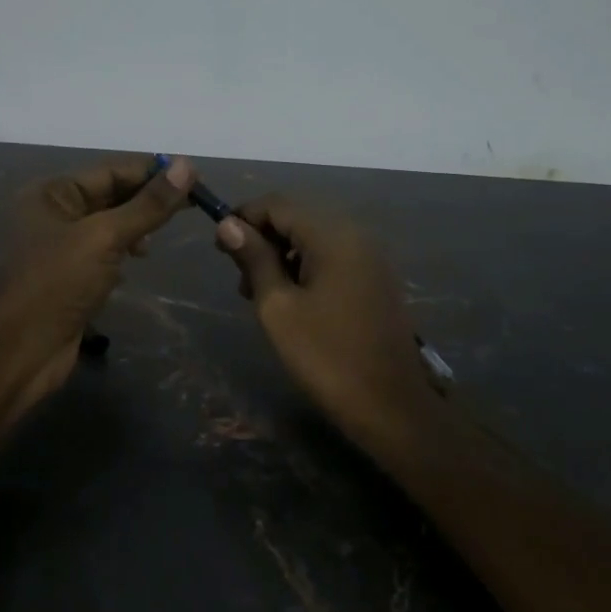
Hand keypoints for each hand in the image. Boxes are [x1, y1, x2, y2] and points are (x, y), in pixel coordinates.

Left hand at [0, 154, 195, 421]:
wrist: (23, 350)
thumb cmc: (58, 283)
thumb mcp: (105, 237)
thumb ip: (148, 204)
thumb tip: (187, 165)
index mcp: (51, 192)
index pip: (111, 170)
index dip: (152, 172)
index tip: (193, 176)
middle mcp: (53, 212)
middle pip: (111, 194)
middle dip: (147, 199)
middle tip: (192, 205)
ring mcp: (61, 245)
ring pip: (110, 223)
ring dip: (138, 225)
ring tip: (163, 234)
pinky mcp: (71, 274)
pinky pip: (105, 250)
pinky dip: (125, 249)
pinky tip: (140, 258)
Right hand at [216, 196, 432, 431]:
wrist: (391, 406)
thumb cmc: (326, 356)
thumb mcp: (278, 307)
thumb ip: (254, 259)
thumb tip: (229, 224)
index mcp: (333, 235)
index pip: (278, 204)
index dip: (243, 218)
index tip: (219, 248)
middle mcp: (356, 234)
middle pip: (297, 218)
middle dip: (263, 239)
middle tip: (240, 280)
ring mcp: (370, 257)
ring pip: (314, 238)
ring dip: (282, 255)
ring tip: (260, 295)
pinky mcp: (375, 279)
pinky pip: (333, 257)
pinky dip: (306, 267)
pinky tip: (292, 300)